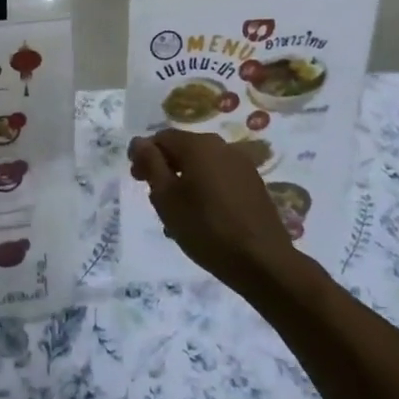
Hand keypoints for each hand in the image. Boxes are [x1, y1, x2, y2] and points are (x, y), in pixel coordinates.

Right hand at [128, 130, 299, 297]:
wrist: (263, 261)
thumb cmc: (206, 227)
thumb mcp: (167, 198)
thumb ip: (151, 165)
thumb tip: (139, 142)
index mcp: (198, 145)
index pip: (161, 137)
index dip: (144, 154)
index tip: (136, 179)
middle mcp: (222, 147)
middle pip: (184, 149)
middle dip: (165, 168)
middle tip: (154, 197)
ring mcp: (242, 165)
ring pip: (202, 166)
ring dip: (185, 182)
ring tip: (177, 213)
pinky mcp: (254, 185)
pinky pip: (220, 179)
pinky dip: (205, 190)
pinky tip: (202, 217)